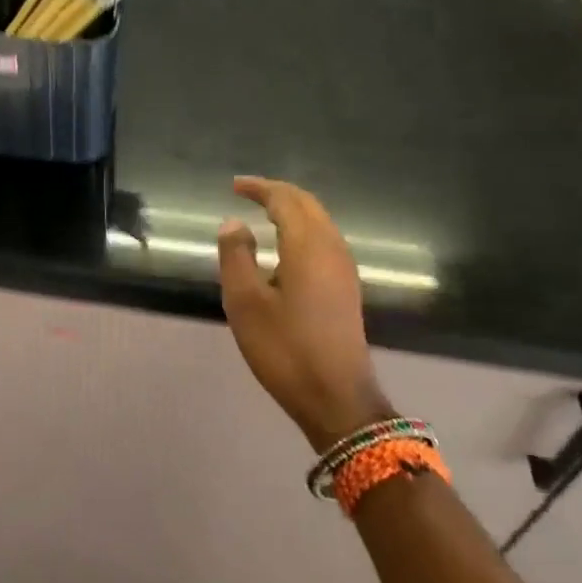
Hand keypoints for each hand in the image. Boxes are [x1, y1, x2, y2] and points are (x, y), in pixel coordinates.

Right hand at [217, 177, 392, 451]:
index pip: (285, 200)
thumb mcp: (245, 302)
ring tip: (264, 214)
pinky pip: (325, 241)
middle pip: (308, 205)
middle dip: (279, 193)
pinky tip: (286, 248)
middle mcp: (332, 248)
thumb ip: (236, 256)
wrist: (336, 397)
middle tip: (249, 192)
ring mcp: (344, 269)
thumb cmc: (285, 348)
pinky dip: (303, 230)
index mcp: (307, 246)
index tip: (235, 186)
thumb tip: (234, 222)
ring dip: (293, 210)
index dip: (260, 188)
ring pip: (320, 222)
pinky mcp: (347, 288)